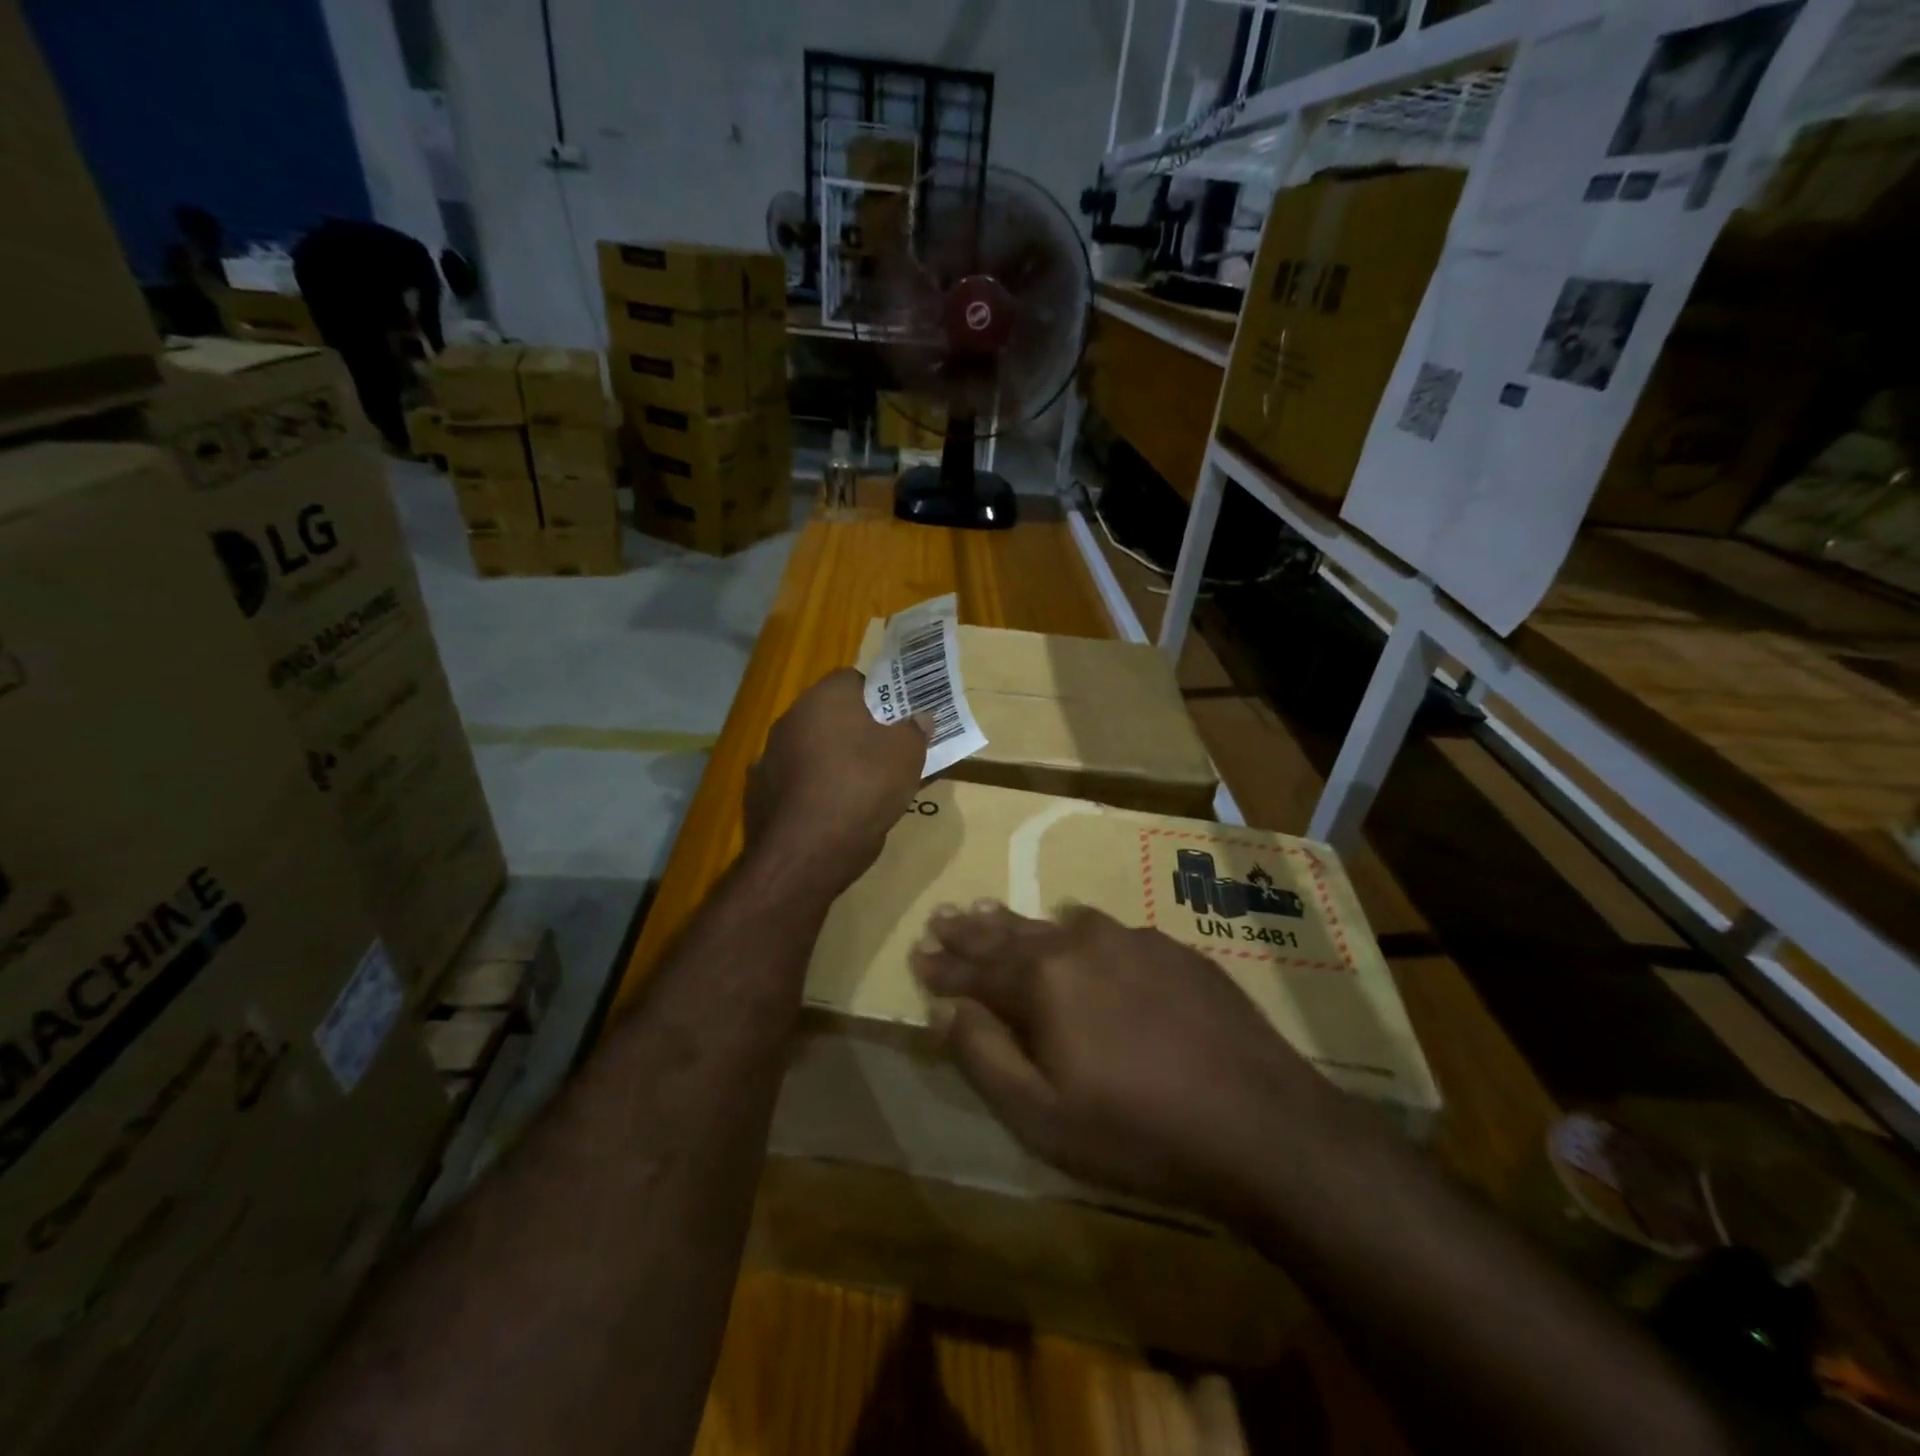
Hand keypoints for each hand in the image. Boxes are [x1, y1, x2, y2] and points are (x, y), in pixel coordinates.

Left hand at [746, 668, 928, 892]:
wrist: (809, 850)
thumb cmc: (864, 786)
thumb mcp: (907, 756)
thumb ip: (914, 730)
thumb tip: (919, 717)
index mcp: (825, 698)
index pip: (852, 679)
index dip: (878, 695)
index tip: (896, 717)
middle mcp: (790, 718)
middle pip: (828, 714)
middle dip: (854, 728)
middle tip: (883, 750)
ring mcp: (769, 755)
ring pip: (809, 748)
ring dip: (830, 759)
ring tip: (860, 785)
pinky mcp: (759, 792)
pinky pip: (794, 781)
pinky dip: (811, 789)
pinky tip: (831, 810)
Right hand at [911, 902, 1338, 1222]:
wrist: (1260, 1123)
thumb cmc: (1138, 1132)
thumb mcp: (1042, 1117)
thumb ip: (984, 1057)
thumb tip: (946, 1010)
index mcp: (1044, 980)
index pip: (977, 968)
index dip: (944, 966)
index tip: (918, 954)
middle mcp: (1082, 943)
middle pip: (1013, 933)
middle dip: (973, 929)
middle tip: (945, 916)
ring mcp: (1132, 940)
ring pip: (1059, 924)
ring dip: (1020, 923)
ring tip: (992, 912)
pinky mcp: (1173, 950)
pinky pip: (1107, 928)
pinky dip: (1076, 928)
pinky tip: (1075, 924)